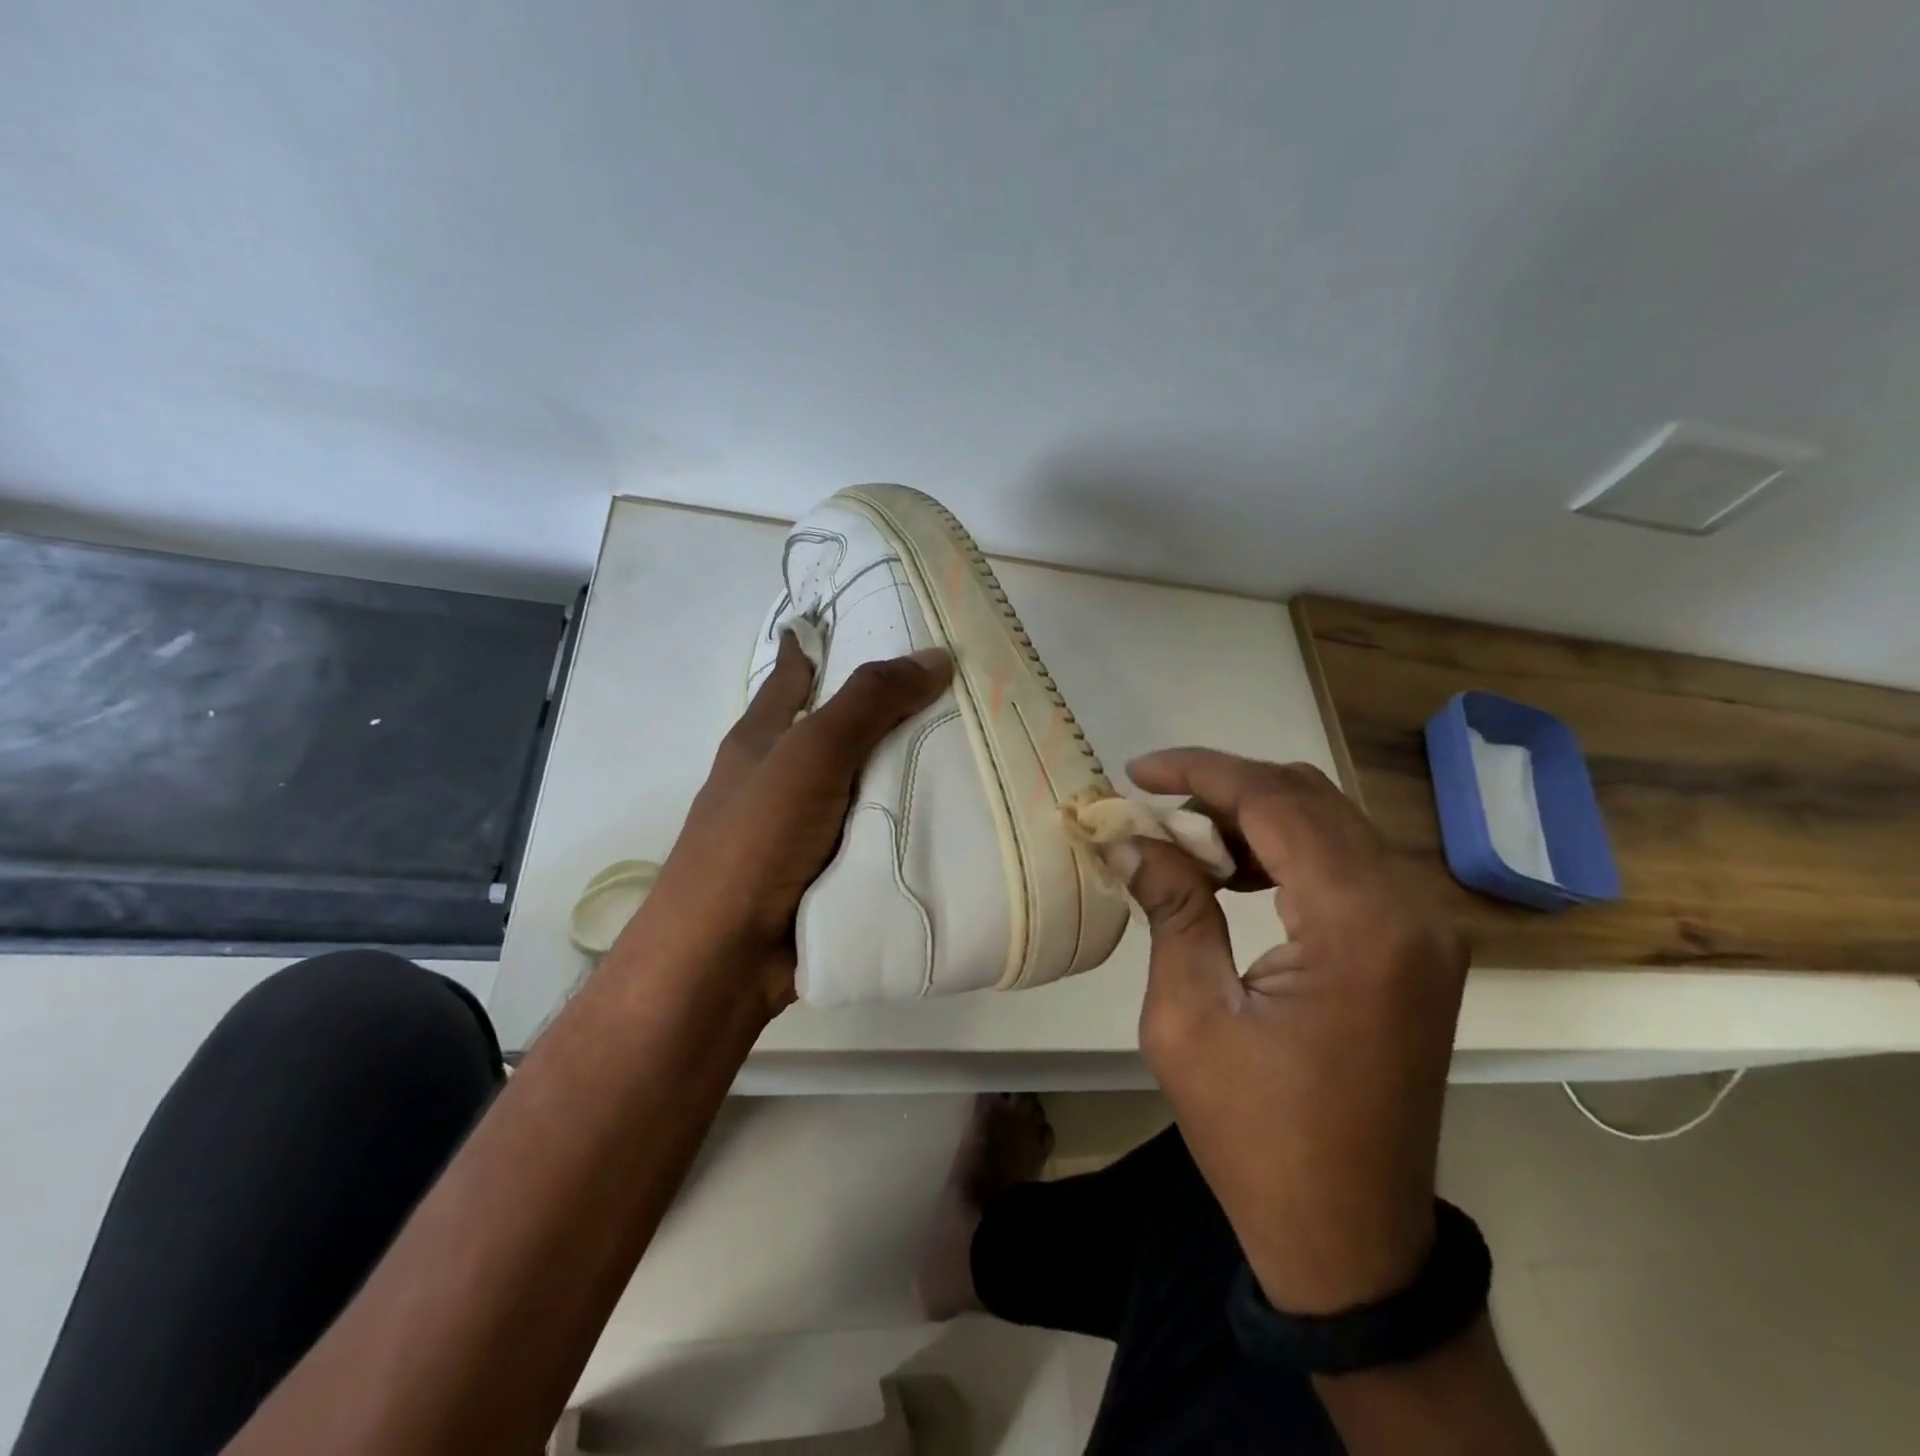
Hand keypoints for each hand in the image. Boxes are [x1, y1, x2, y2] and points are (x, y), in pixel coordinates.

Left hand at [616, 631, 951, 1015]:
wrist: (725, 959)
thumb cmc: (755, 840)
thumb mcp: (810, 755)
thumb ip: (868, 703)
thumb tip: (934, 656)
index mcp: (762, 739)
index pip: (792, 676)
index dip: (816, 646)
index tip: (863, 623)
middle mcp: (781, 778)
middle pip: (840, 731)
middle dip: (888, 711)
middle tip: (958, 690)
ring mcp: (804, 830)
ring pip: (864, 785)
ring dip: (906, 771)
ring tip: (973, 748)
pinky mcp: (828, 873)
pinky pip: (877, 834)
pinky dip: (909, 823)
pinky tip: (955, 817)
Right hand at [1120, 749, 1469, 1314]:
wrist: (1348, 1239)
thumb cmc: (1256, 1136)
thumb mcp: (1189, 1017)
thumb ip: (1171, 908)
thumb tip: (1131, 837)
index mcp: (1360, 928)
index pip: (1278, 802)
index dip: (1202, 773)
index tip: (1139, 771)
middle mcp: (1411, 911)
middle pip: (1312, 800)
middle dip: (1226, 787)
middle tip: (1155, 804)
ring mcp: (1423, 930)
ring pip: (1332, 825)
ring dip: (1255, 816)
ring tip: (1184, 837)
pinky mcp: (1415, 949)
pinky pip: (1346, 866)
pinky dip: (1285, 850)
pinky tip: (1233, 870)